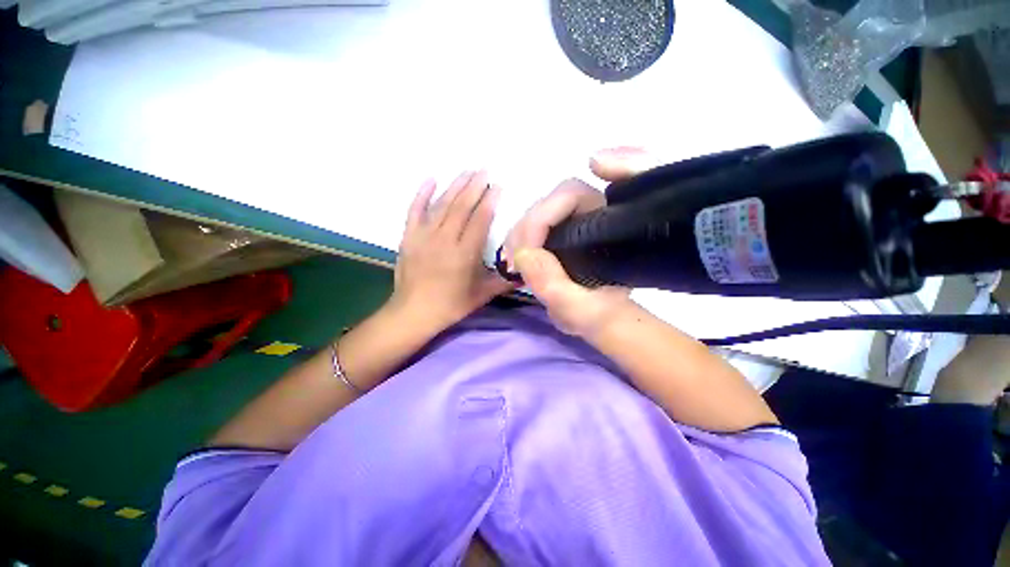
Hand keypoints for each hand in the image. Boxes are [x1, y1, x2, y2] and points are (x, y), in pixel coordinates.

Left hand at [389, 171, 514, 334]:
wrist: (414, 312)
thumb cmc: (451, 305)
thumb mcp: (482, 295)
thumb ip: (504, 282)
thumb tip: (526, 273)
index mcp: (464, 254)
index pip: (479, 220)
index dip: (489, 202)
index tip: (497, 186)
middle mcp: (444, 240)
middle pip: (461, 207)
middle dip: (474, 187)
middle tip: (484, 170)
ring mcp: (424, 236)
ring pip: (441, 205)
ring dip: (455, 186)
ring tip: (466, 171)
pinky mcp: (409, 237)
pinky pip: (414, 211)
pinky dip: (422, 194)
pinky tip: (431, 179)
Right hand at [504, 148, 656, 337]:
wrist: (599, 317)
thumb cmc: (596, 314)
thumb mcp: (577, 308)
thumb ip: (553, 284)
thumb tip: (523, 254)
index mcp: (607, 228)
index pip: (572, 196)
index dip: (544, 212)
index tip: (525, 249)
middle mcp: (593, 215)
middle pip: (552, 200)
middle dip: (527, 228)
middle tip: (513, 260)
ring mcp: (575, 222)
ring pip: (540, 211)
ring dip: (520, 234)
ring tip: (513, 263)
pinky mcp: (561, 231)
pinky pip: (534, 225)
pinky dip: (520, 240)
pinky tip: (516, 259)